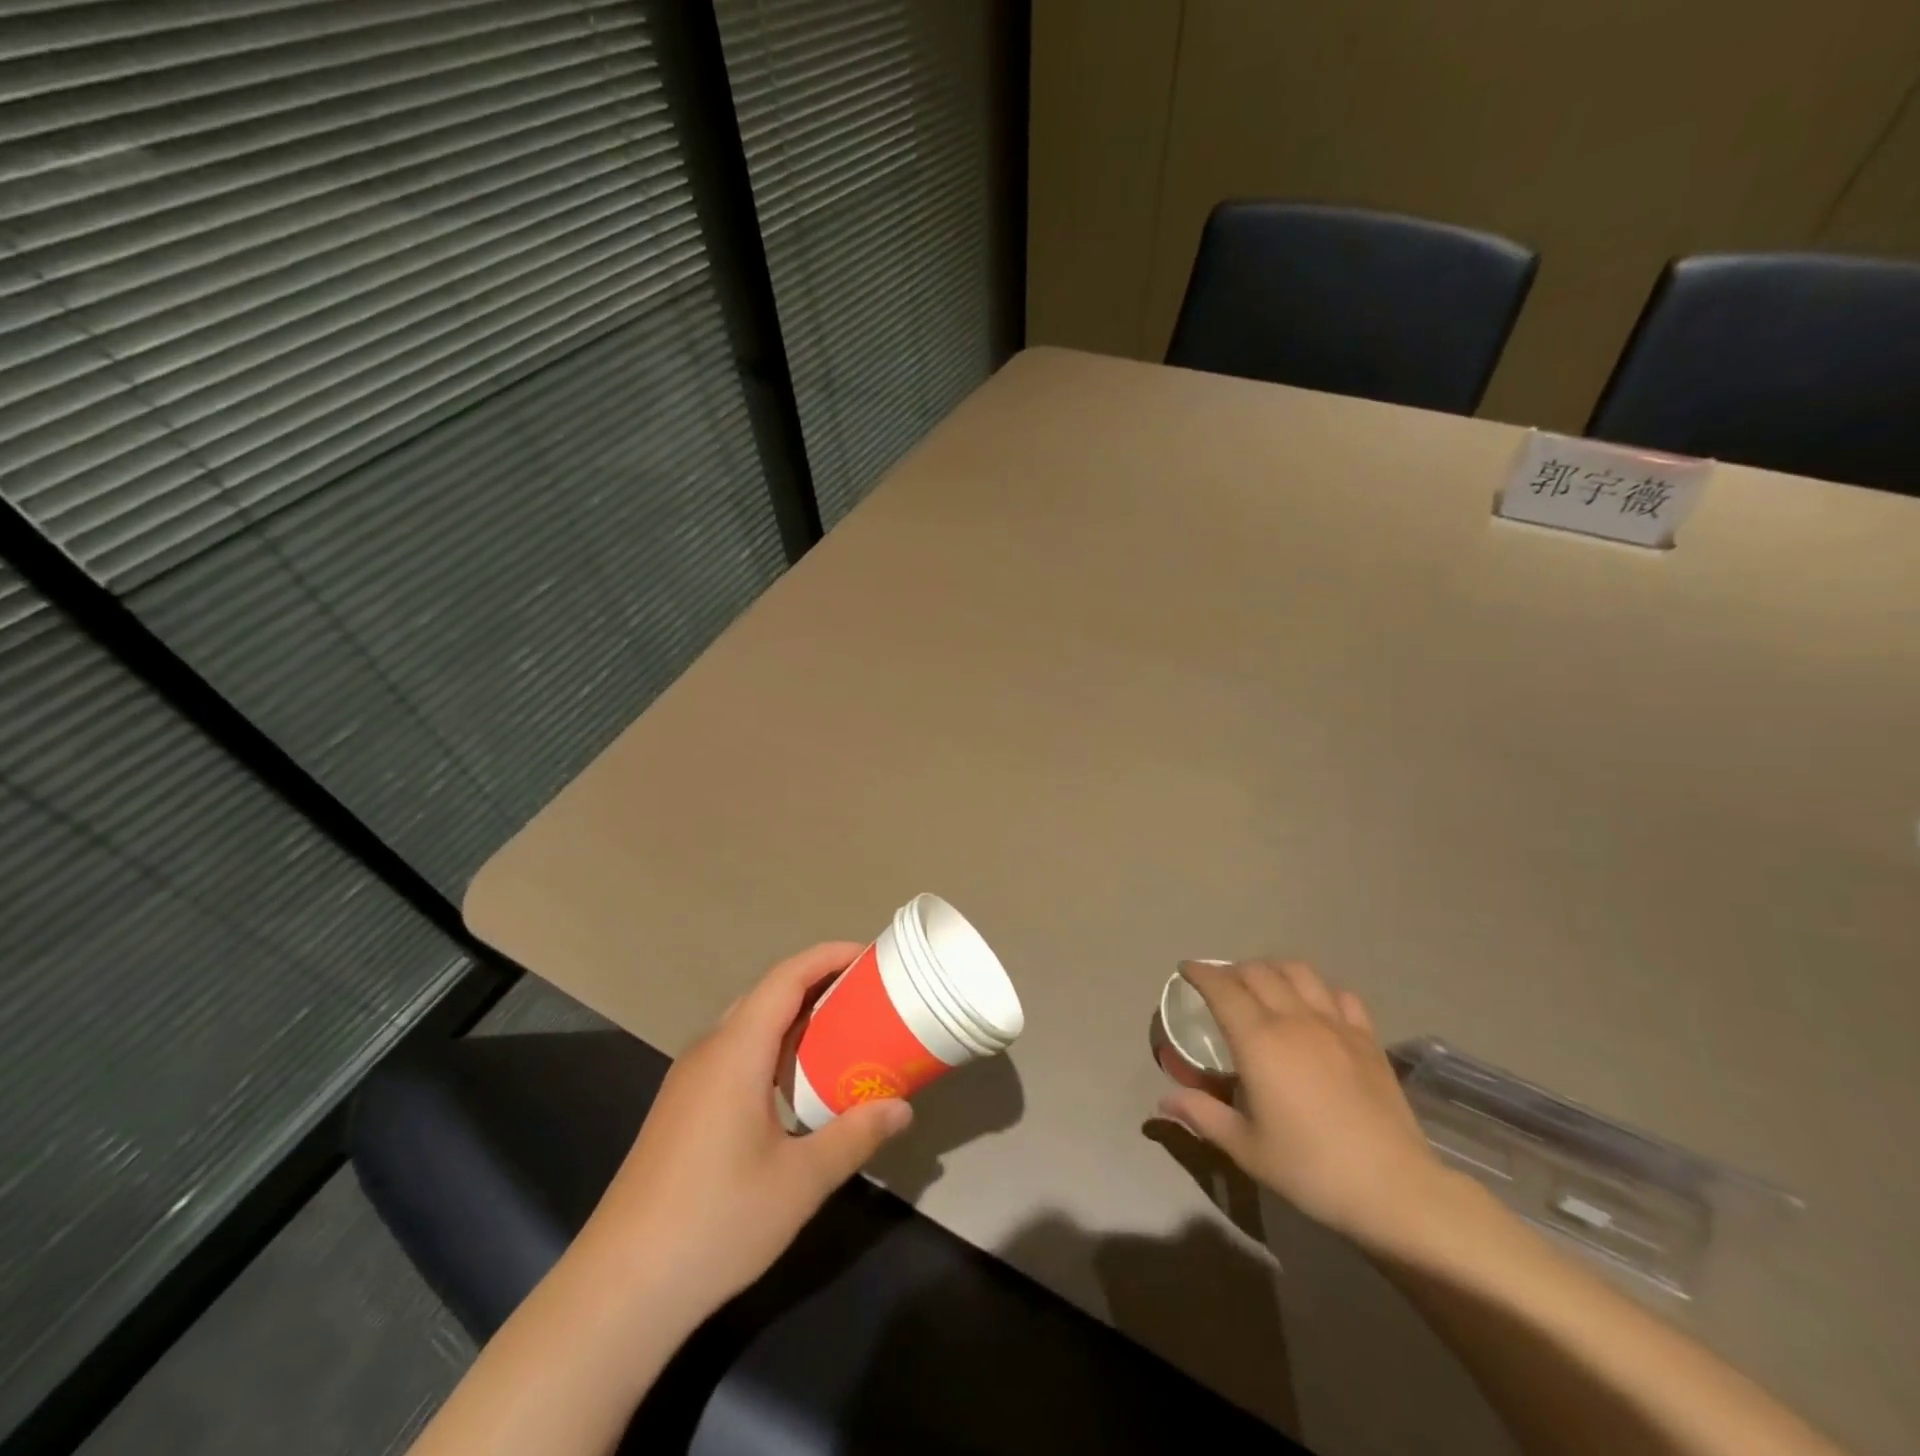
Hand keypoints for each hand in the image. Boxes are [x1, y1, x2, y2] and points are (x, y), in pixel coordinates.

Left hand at [572, 942, 912, 1325]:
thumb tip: (902, 1109)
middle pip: (767, 994)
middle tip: (866, 996)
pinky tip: (794, 1085)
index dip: (828, 956)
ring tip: (841, 1033)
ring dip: (795, 1018)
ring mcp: (688, 1080)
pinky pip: (734, 1054)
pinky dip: (773, 1048)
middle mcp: (708, 1051)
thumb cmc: (715, 1223)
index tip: (869, 955)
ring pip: (748, 1025)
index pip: (786, 977)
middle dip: (818, 984)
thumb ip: (855, 1136)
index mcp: (736, 1051)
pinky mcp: (680, 1108)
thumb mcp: (800, 1181)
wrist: (619, 1289)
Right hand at [1158, 959, 1443, 1252]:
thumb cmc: (1310, 1168)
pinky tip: (1315, 1005)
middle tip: (1220, 984)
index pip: (1222, 988)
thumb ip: (1202, 1114)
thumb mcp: (1245, 1147)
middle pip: (1257, 972)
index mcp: (1259, 1040)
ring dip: (1273, 969)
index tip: (1186, 970)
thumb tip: (1164, 1100)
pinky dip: (1320, 989)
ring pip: (1299, 972)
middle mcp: (1294, 1019)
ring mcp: (1335, 1025)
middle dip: (1232, 970)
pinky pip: (1340, 994)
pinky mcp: (1367, 1039)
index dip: (1200, 973)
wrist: (1394, 1189)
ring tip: (1264, 984)